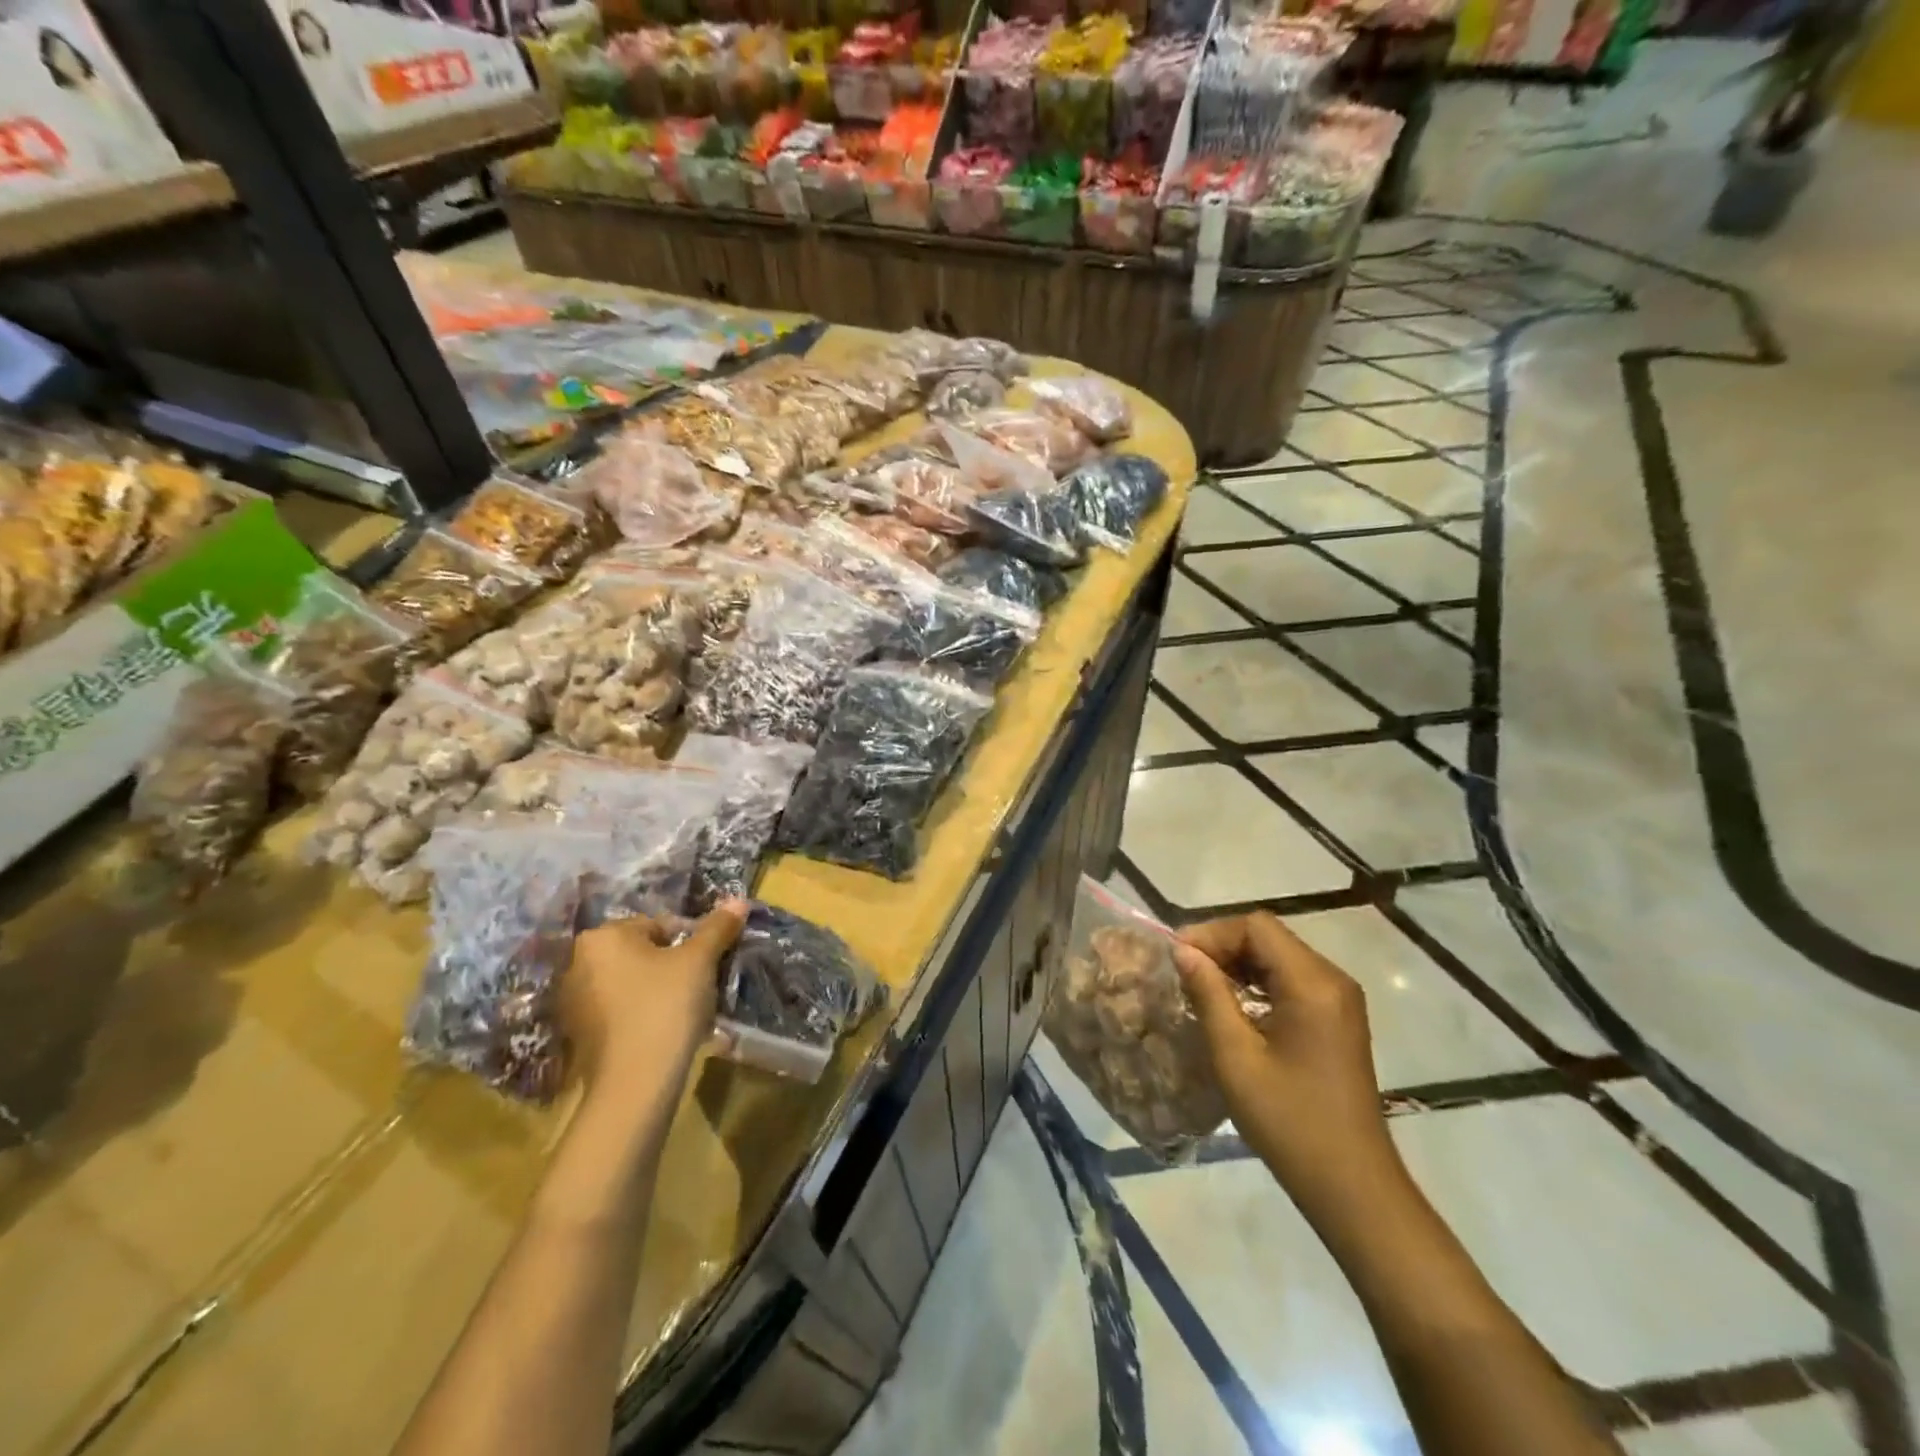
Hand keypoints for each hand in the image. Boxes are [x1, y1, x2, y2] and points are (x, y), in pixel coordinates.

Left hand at [558, 899, 746, 1094]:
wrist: (635, 1083)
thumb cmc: (666, 1006)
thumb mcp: (700, 961)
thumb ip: (718, 927)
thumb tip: (738, 900)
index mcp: (602, 936)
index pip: (658, 925)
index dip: (689, 942)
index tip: (706, 964)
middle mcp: (578, 962)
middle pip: (641, 952)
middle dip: (670, 965)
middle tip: (698, 985)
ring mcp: (573, 1002)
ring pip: (630, 982)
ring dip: (656, 990)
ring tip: (684, 1011)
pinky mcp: (578, 1035)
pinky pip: (618, 1011)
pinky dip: (640, 1014)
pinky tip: (662, 1031)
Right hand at [1173, 913, 1404, 1217]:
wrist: (1352, 1186)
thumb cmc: (1289, 1120)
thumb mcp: (1235, 1056)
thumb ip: (1208, 994)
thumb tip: (1182, 950)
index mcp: (1312, 983)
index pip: (1256, 927)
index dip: (1212, 933)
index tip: (1177, 958)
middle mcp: (1332, 980)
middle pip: (1268, 937)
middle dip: (1222, 946)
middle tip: (1183, 972)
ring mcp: (1339, 1000)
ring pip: (1278, 956)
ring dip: (1237, 964)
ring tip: (1199, 988)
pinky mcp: (1336, 1020)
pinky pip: (1291, 980)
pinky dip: (1256, 982)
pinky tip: (1231, 1007)